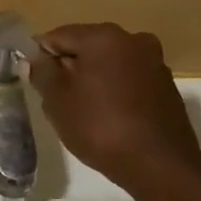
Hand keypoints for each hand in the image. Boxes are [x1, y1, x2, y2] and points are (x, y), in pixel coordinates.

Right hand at [29, 23, 200, 187]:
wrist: (158, 164)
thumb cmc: (100, 126)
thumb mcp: (58, 101)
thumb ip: (42, 73)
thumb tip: (34, 58)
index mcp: (103, 36)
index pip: (58, 36)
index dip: (42, 57)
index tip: (37, 82)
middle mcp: (132, 39)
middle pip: (86, 47)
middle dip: (69, 68)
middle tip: (58, 100)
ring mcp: (153, 61)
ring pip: (109, 63)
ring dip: (94, 79)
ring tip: (84, 111)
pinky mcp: (166, 85)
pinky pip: (129, 79)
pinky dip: (115, 90)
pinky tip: (110, 116)